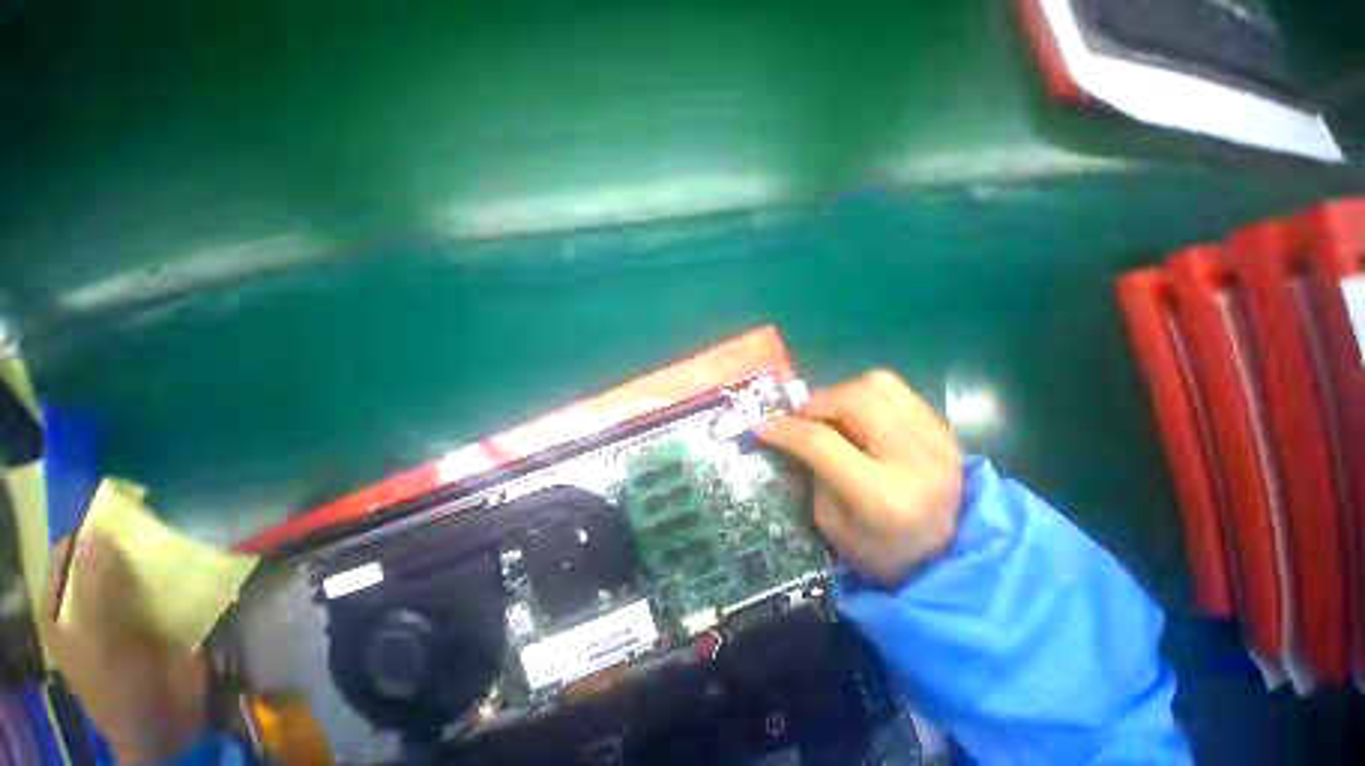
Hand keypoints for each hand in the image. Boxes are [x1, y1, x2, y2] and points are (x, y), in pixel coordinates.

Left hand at [42, 533, 207, 765]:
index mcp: (66, 610)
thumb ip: (94, 587)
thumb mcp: (100, 640)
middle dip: (129, 540)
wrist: (167, 724)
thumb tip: (96, 531)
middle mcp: (94, 605)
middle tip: (158, 515)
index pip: (68, 555)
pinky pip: (170, 586)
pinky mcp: (164, 618)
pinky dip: (182, 573)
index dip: (88, 531)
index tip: (120, 509)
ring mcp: (131, 612)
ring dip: (159, 555)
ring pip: (141, 570)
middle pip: (107, 559)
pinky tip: (201, 560)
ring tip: (183, 532)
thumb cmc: (120, 685)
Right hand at [758, 370, 962, 584]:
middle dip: (817, 402)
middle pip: (856, 400)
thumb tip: (791, 432)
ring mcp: (938, 441)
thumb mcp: (830, 522)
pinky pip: (897, 391)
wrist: (947, 558)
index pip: (822, 443)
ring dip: (842, 392)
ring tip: (830, 414)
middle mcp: (916, 461)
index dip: (786, 429)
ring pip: (879, 384)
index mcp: (883, 497)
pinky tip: (857, 417)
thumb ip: (811, 470)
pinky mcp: (945, 429)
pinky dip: (866, 396)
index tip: (764, 425)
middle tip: (801, 417)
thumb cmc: (878, 551)